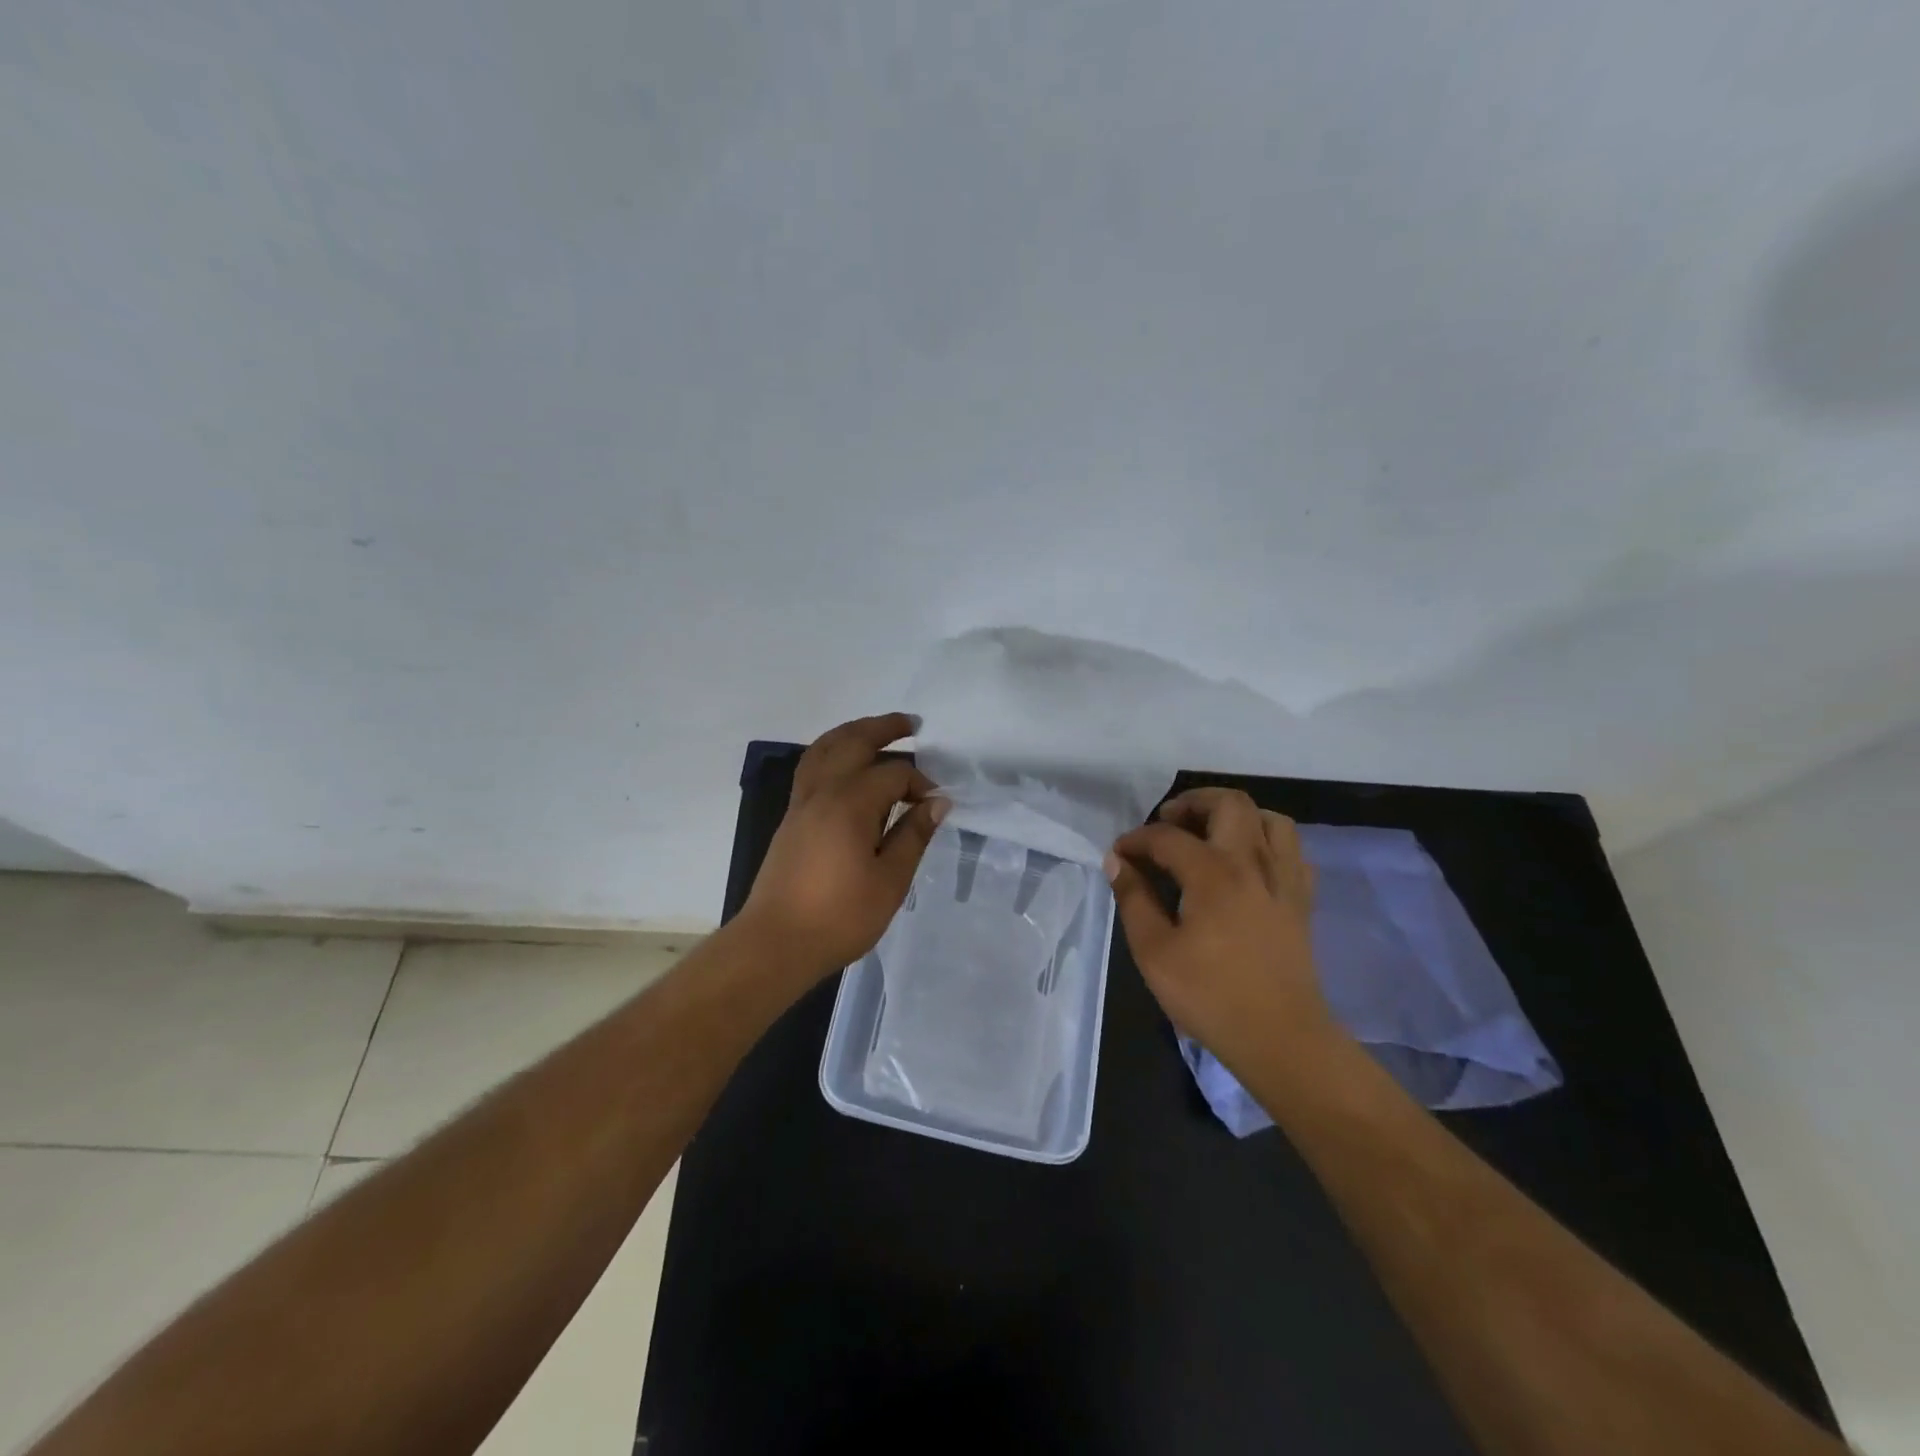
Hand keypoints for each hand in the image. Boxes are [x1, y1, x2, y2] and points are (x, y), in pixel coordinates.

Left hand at [740, 713, 948, 978]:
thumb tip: (937, 802)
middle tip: (912, 723)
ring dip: (852, 733)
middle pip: (853, 742)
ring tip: (876, 731)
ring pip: (825, 749)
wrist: (776, 943)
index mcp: (850, 803)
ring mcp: (801, 803)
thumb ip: (913, 836)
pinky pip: (812, 767)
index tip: (936, 804)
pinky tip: (845, 766)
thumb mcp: (890, 881)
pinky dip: (832, 752)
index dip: (920, 783)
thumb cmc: (839, 916)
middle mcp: (822, 792)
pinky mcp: (791, 818)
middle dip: (884, 728)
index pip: (893, 774)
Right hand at [1105, 787, 1333, 1070]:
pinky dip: (1266, 842)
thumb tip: (1117, 862)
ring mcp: (1284, 879)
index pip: (1168, 837)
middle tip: (1167, 822)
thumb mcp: (1154, 952)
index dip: (1137, 839)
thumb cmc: (1210, 996)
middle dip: (1192, 803)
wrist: (1281, 1038)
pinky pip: (1291, 850)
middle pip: (1229, 803)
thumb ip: (1134, 900)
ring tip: (1209, 834)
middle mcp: (1253, 863)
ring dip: (1236, 815)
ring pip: (1269, 818)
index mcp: (1213, 874)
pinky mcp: (1302, 900)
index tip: (1119, 854)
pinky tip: (1247, 863)